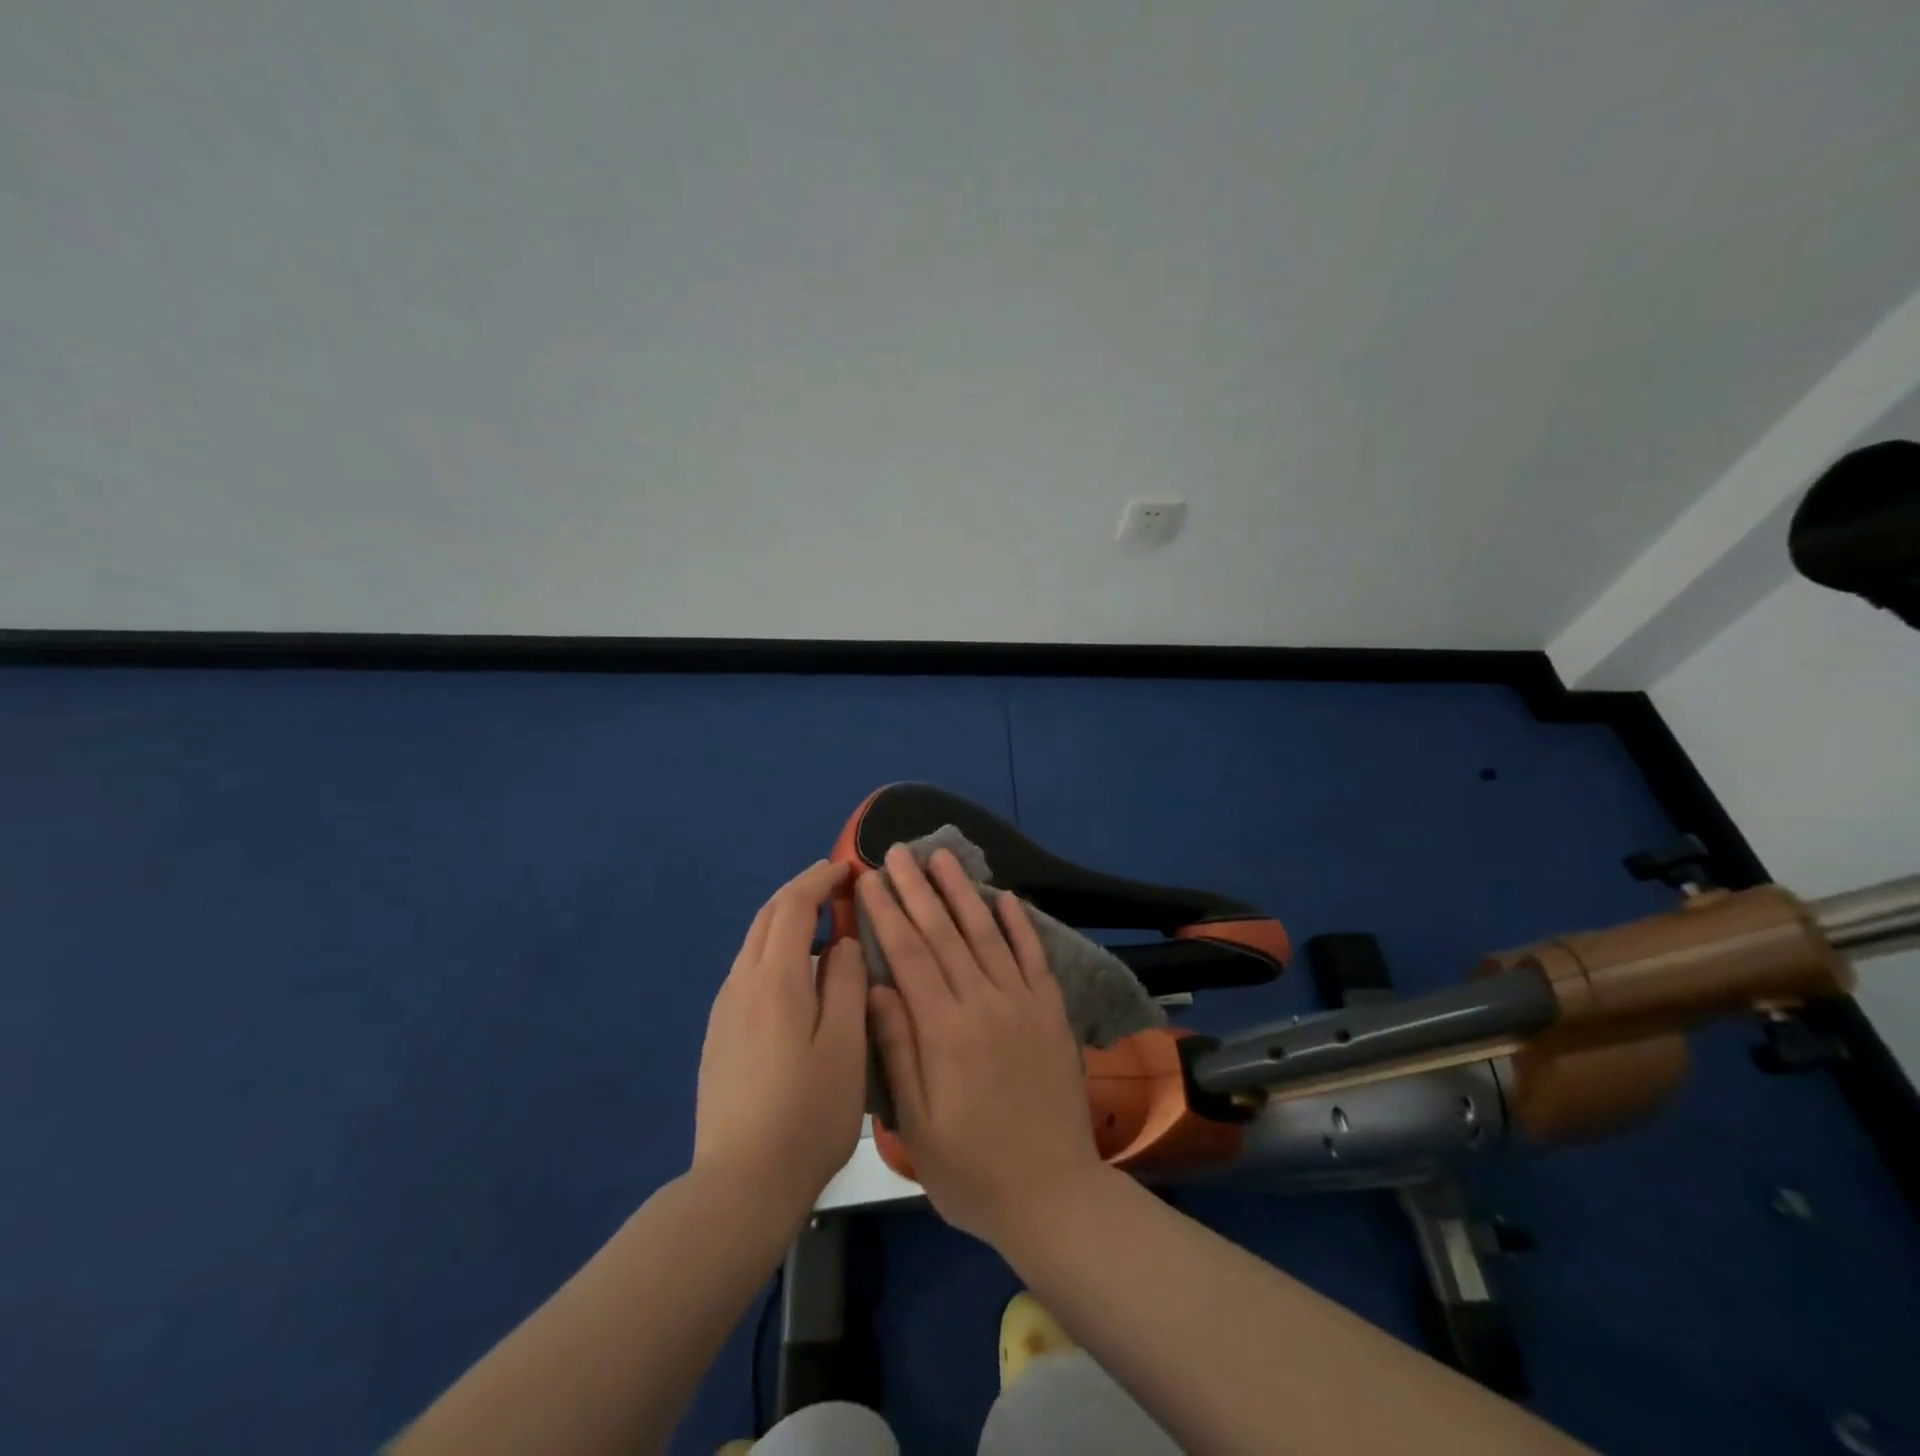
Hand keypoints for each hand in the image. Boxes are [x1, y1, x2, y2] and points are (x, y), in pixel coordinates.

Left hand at [693, 861, 868, 1225]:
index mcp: (774, 980)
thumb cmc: (808, 1114)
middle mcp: (741, 984)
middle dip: (799, 890)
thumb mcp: (846, 1045)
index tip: (847, 869)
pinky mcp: (718, 1037)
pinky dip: (772, 949)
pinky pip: (747, 971)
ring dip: (784, 919)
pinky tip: (793, 972)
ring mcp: (723, 1012)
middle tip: (833, 881)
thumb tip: (842, 942)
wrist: (740, 1185)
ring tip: (819, 920)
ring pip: (753, 944)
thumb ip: (846, 983)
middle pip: (766, 917)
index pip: (793, 907)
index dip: (819, 880)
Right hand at [861, 845, 1106, 1246]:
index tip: (870, 880)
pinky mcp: (1052, 1012)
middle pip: (945, 933)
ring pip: (988, 933)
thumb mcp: (917, 1125)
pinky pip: (1034, 956)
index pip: (910, 955)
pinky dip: (1019, 923)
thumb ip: (898, 1049)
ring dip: (963, 891)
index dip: (887, 914)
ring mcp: (1024, 1003)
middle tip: (898, 851)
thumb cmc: (972, 1170)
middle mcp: (985, 1003)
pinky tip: (1006, 896)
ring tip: (942, 857)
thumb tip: (877, 987)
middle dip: (917, 889)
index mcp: (946, 1030)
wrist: (1054, 1196)